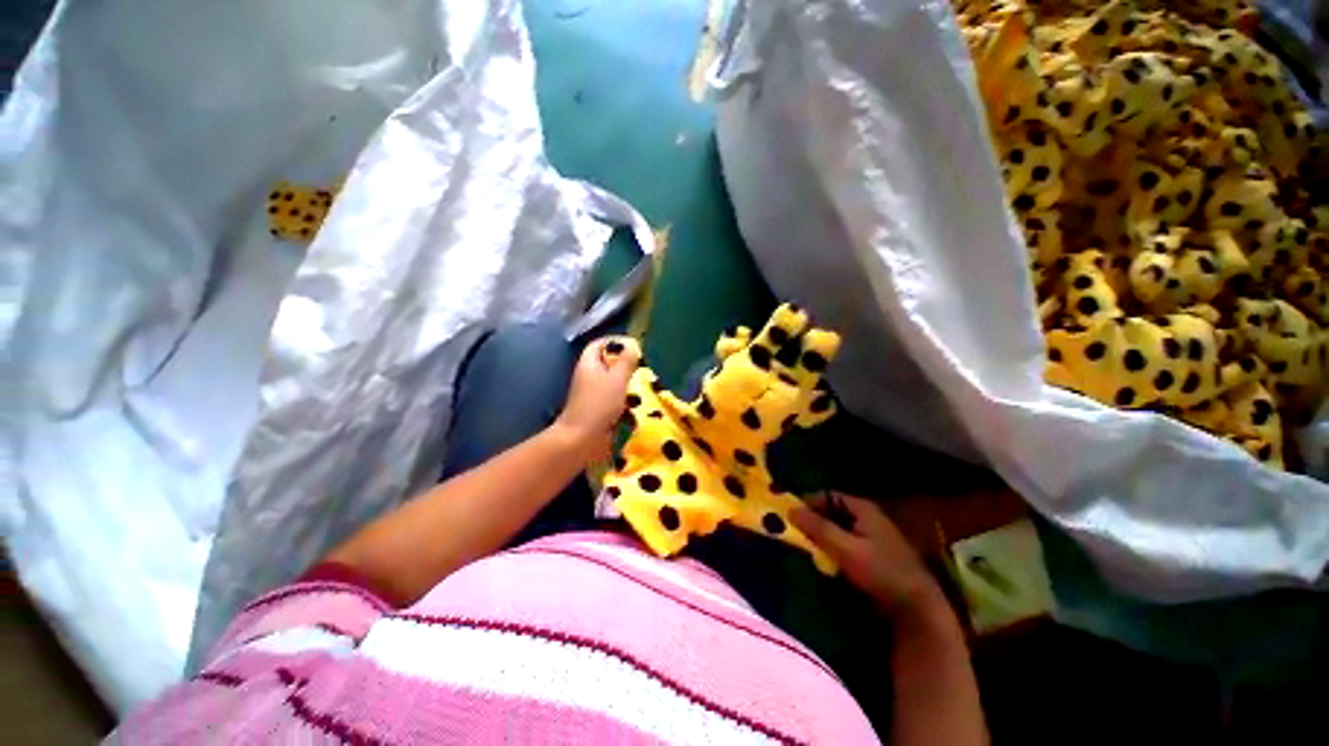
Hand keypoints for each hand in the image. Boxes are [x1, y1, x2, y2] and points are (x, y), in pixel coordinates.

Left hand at [552, 336, 641, 461]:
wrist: (581, 439)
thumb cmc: (599, 404)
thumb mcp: (617, 379)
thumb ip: (626, 362)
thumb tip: (633, 345)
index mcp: (589, 363)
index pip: (599, 344)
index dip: (615, 342)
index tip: (634, 346)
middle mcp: (588, 375)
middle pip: (607, 363)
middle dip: (625, 364)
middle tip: (642, 367)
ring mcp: (592, 393)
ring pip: (612, 381)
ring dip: (627, 383)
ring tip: (643, 385)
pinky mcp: (597, 409)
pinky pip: (613, 398)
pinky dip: (624, 400)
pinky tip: (635, 405)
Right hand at [791, 493, 944, 619]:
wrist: (918, 609)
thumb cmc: (881, 572)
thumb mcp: (845, 549)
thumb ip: (818, 528)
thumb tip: (790, 509)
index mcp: (864, 509)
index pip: (829, 496)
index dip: (809, 502)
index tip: (791, 515)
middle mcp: (869, 518)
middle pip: (833, 512)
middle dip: (814, 521)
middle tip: (795, 532)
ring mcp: (874, 537)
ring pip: (839, 529)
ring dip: (823, 536)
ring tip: (806, 547)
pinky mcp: (875, 556)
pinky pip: (847, 544)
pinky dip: (834, 548)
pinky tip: (825, 561)